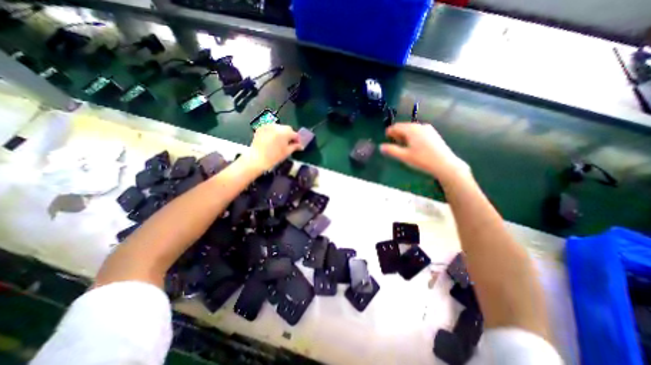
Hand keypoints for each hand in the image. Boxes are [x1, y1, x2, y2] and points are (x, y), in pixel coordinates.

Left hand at [246, 124, 303, 172]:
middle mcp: (277, 126)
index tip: (298, 145)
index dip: (297, 140)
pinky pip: (271, 128)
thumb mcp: (287, 152)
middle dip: (289, 135)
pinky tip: (272, 140)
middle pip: (287, 129)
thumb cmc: (274, 157)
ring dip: (281, 133)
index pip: (295, 134)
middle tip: (289, 143)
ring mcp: (268, 126)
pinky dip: (273, 132)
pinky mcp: (261, 127)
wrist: (257, 158)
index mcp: (285, 132)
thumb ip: (295, 147)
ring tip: (280, 141)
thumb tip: (300, 145)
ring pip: (279, 127)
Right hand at [379, 123, 470, 181]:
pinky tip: (414, 146)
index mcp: (411, 129)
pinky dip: (413, 136)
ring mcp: (428, 129)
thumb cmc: (422, 160)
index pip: (396, 126)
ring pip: (412, 129)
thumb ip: (391, 150)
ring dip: (405, 135)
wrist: (445, 164)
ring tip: (403, 146)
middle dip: (397, 133)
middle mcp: (420, 126)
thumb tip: (381, 147)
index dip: (389, 131)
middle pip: (404, 126)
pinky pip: (419, 132)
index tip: (386, 137)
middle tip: (393, 143)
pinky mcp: (434, 134)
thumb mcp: (404, 156)